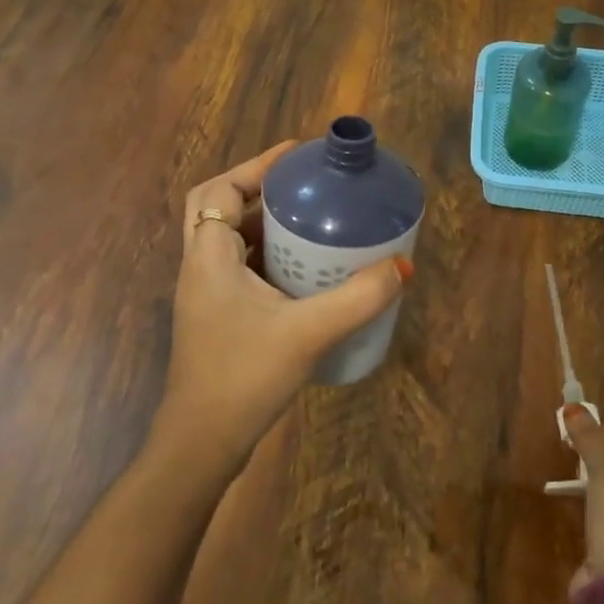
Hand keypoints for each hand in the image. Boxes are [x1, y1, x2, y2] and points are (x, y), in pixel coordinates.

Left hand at [155, 142, 410, 477]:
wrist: (201, 447)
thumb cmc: (243, 378)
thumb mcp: (308, 334)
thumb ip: (357, 299)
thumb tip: (402, 267)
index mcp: (208, 258)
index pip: (219, 190)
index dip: (255, 166)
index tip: (297, 157)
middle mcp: (200, 268)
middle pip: (219, 207)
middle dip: (259, 188)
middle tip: (305, 186)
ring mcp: (206, 295)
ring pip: (228, 238)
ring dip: (263, 221)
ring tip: (311, 218)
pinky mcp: (217, 317)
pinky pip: (238, 266)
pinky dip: (266, 253)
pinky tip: (303, 269)